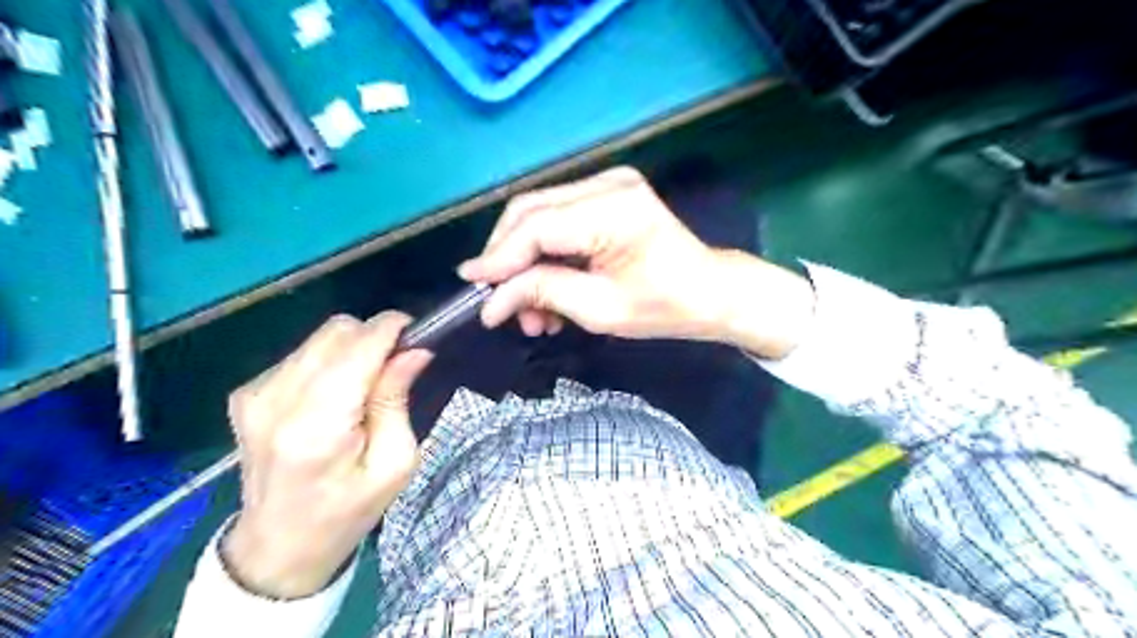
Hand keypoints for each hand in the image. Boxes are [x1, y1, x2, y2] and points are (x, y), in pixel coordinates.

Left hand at [225, 312, 433, 600]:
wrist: (277, 548)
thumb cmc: (347, 513)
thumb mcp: (394, 464)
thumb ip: (397, 400)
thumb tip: (414, 351)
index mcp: (317, 427)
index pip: (358, 349)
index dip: (391, 329)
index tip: (417, 332)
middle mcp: (277, 400)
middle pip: (337, 331)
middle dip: (374, 338)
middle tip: (395, 367)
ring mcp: (255, 394)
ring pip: (320, 338)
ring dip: (352, 349)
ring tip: (364, 387)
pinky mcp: (246, 394)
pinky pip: (302, 354)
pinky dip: (329, 362)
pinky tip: (334, 395)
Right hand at [456, 168, 812, 357]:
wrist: (710, 292)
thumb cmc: (664, 307)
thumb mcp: (600, 310)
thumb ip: (542, 294)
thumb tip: (489, 299)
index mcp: (613, 210)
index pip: (535, 227)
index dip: (499, 258)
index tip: (471, 285)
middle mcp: (607, 183)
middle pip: (529, 211)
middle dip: (507, 258)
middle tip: (501, 303)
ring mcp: (608, 183)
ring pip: (538, 215)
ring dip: (525, 261)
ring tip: (530, 312)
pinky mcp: (606, 194)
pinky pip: (558, 219)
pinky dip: (545, 253)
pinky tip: (548, 290)